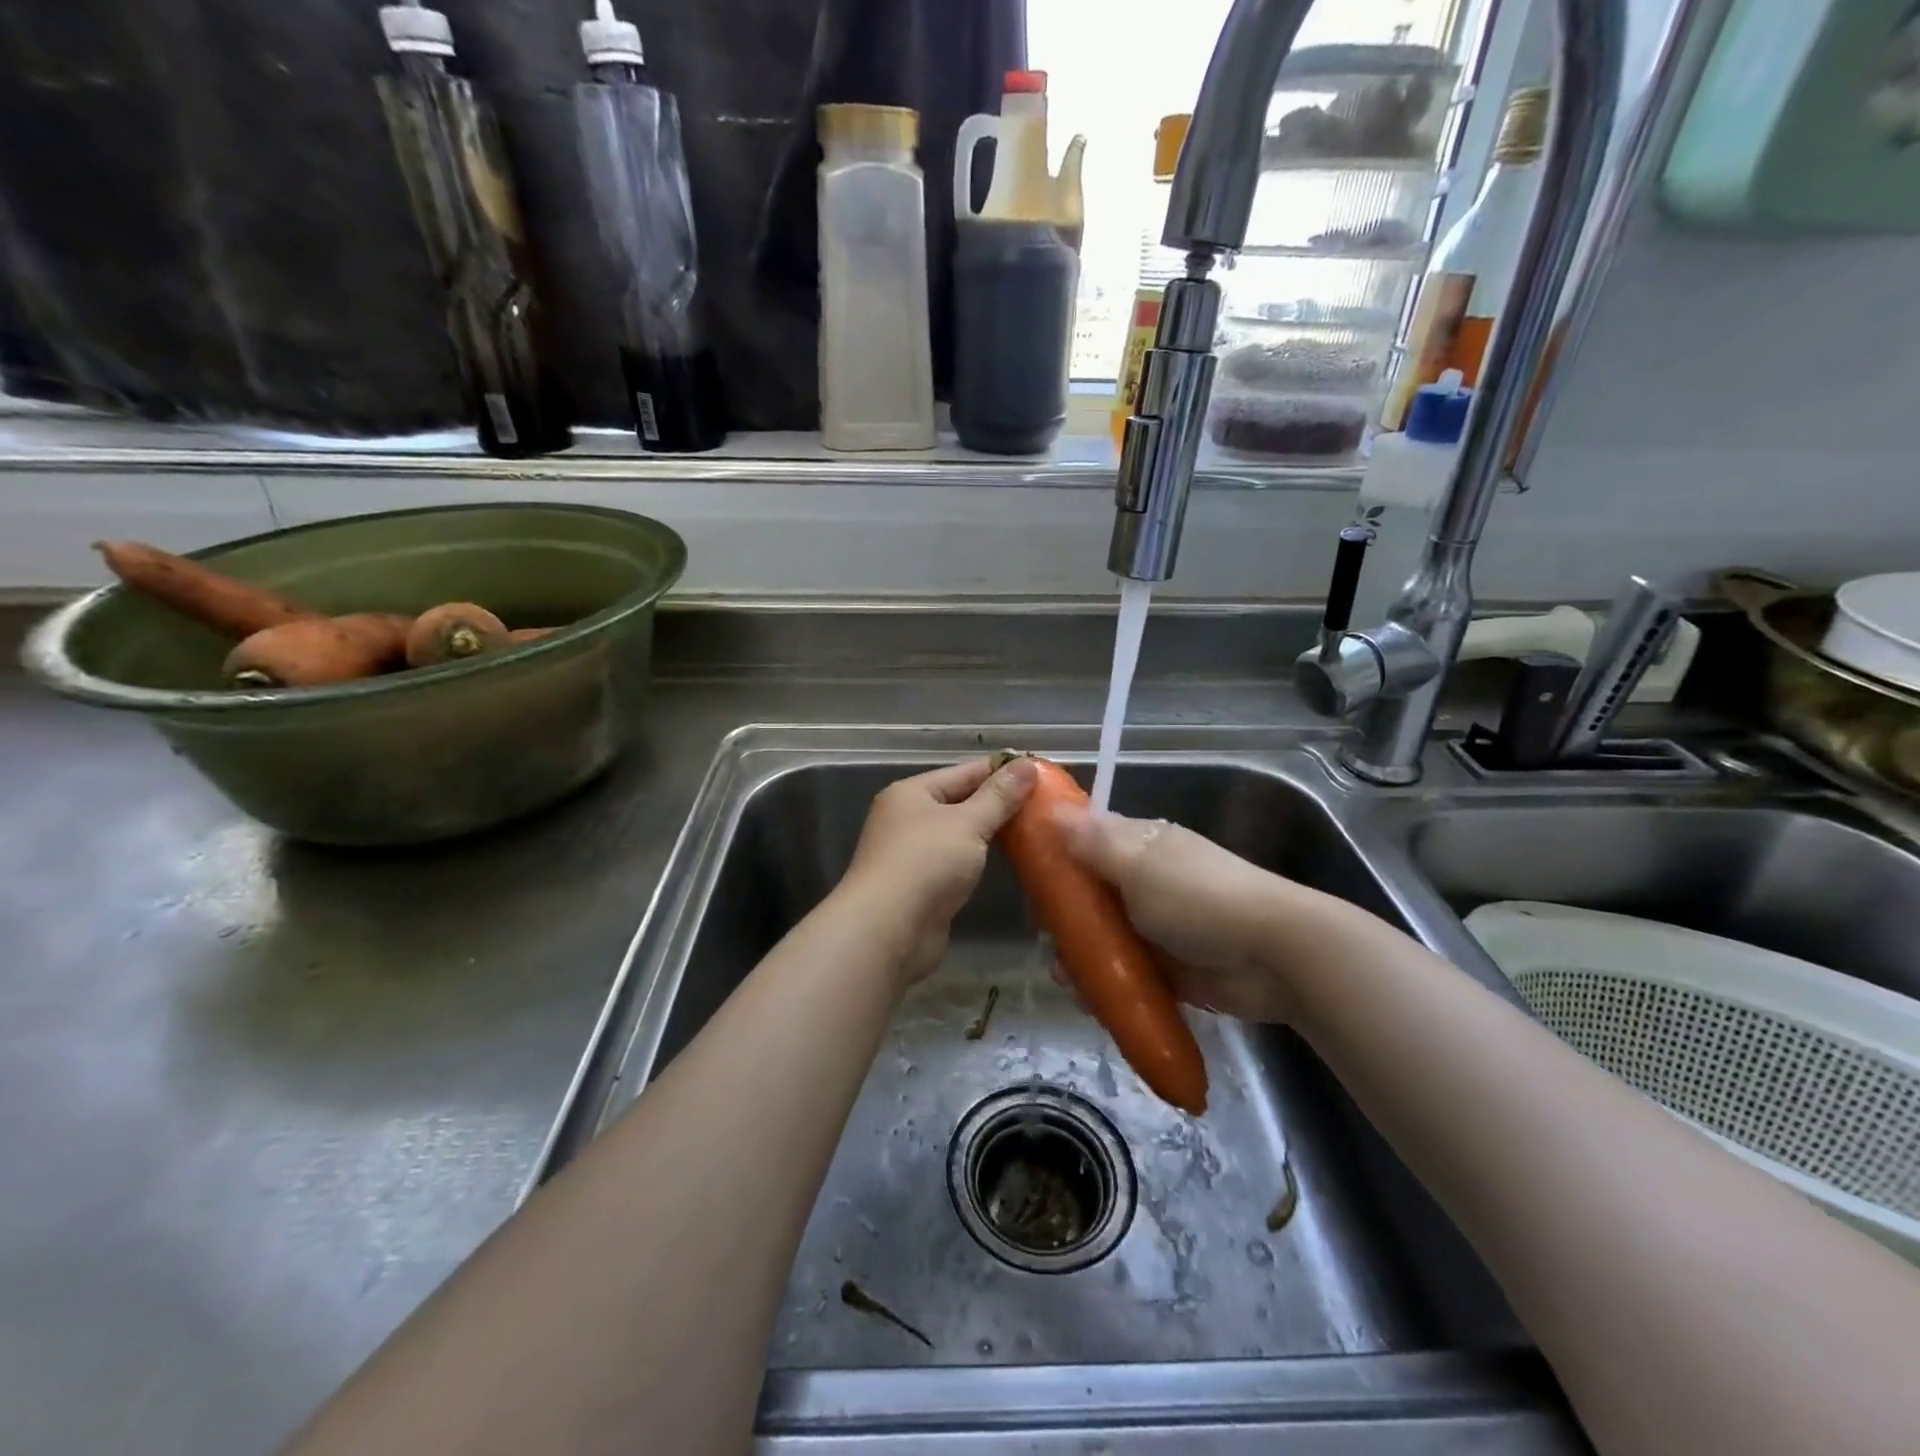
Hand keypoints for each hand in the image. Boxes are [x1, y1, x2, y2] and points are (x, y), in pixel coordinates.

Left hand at [835, 756, 1037, 984]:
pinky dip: (980, 859)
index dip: (1002, 771)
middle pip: (961, 802)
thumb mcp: (968, 823)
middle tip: (1046, 804)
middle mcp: (908, 819)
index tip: (1041, 772)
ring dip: (991, 833)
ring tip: (1035, 830)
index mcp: (911, 793)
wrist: (887, 931)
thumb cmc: (926, 864)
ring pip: (960, 834)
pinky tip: (1009, 861)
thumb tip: (1027, 764)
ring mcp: (912, 854)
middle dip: (1000, 803)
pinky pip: (957, 862)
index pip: (964, 772)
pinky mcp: (921, 886)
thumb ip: (999, 796)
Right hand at [1055, 807, 1301, 1022]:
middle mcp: (1145, 881)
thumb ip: (1095, 842)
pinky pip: (1124, 973)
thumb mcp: (1140, 864)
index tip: (1029, 875)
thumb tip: (1052, 810)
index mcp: (1141, 846)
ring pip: (1103, 937)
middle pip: (1090, 893)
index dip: (1056, 853)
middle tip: (1044, 933)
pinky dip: (1105, 984)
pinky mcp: (1168, 969)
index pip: (1088, 840)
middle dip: (1064, 914)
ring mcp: (1156, 927)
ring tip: (1065, 977)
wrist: (1273, 957)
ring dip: (1080, 955)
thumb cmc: (1200, 898)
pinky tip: (1087, 999)